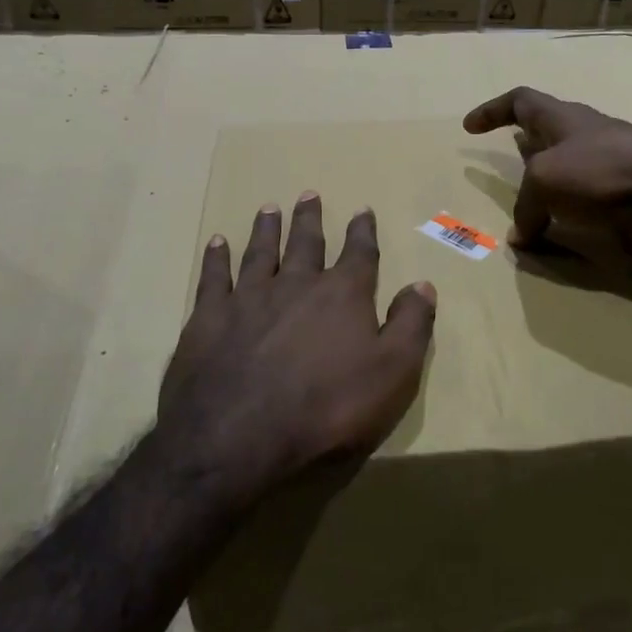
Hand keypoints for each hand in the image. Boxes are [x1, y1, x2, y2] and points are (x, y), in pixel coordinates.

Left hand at [158, 193, 436, 502]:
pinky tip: (217, 243)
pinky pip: (214, 277)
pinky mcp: (209, 318)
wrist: (239, 437)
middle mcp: (296, 285)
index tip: (362, 211)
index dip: (362, 232)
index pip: (358, 255)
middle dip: (310, 219)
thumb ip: (411, 325)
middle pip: (305, 243)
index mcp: (342, 296)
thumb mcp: (393, 374)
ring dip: (266, 229)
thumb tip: (422, 284)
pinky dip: (217, 258)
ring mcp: (248, 298)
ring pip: (260, 252)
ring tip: (269, 208)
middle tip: (309, 194)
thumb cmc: (328, 409)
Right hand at [463, 88, 631, 266]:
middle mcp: (586, 139)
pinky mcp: (627, 201)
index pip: (521, 101)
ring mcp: (610, 169)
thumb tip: (522, 235)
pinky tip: (562, 244)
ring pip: (570, 175)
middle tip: (508, 167)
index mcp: (563, 119)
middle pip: (549, 135)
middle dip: (527, 148)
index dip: (492, 110)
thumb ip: (526, 205)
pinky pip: (590, 211)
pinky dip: (573, 225)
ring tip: (530, 212)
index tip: (470, 127)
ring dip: (549, 191)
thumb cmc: (603, 171)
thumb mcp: (546, 180)